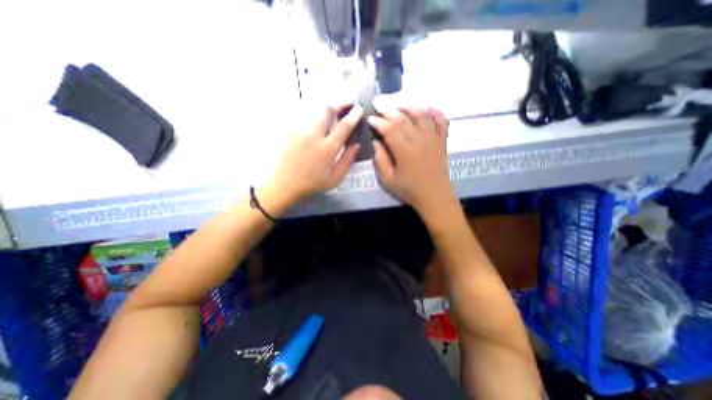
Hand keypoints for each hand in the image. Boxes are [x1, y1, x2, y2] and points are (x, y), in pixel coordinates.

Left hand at [265, 104, 362, 204]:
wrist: (282, 184)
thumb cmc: (311, 183)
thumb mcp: (334, 178)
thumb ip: (347, 161)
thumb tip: (357, 145)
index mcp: (327, 148)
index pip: (344, 126)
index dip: (353, 116)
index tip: (359, 109)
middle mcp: (314, 135)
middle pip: (327, 110)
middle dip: (338, 105)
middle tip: (345, 105)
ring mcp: (300, 131)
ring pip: (314, 111)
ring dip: (325, 110)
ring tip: (331, 112)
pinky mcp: (290, 130)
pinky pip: (304, 117)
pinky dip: (313, 116)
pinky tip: (315, 122)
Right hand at [367, 106, 455, 217]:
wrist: (434, 196)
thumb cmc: (409, 190)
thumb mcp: (388, 180)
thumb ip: (380, 160)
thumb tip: (376, 142)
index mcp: (404, 151)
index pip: (389, 129)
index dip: (379, 121)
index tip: (371, 119)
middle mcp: (419, 140)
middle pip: (403, 119)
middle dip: (389, 112)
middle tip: (380, 109)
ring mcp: (433, 138)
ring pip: (421, 115)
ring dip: (409, 108)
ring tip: (399, 107)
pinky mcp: (442, 141)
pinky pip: (441, 121)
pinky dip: (435, 112)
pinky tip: (427, 108)